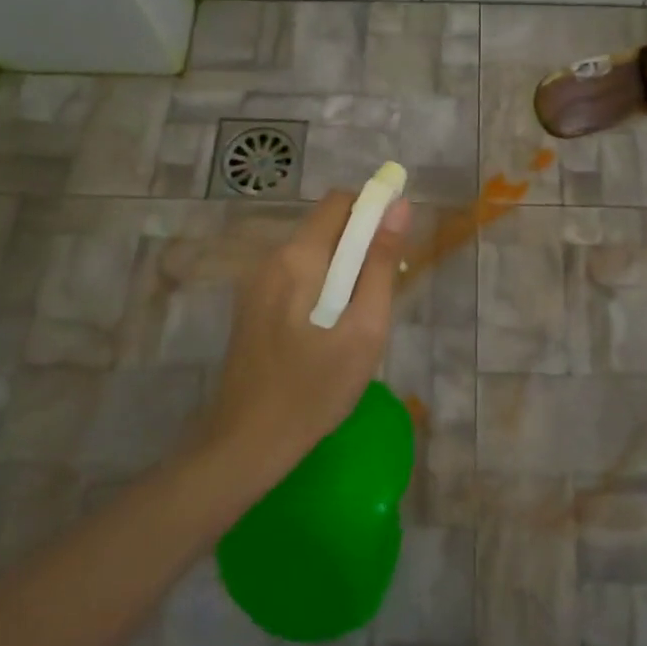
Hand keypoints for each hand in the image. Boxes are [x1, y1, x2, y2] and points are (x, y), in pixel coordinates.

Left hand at [195, 189, 411, 480]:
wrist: (247, 443)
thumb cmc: (315, 388)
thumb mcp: (364, 328)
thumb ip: (382, 264)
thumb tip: (399, 207)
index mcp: (298, 257)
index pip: (339, 202)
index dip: (373, 209)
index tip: (397, 243)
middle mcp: (271, 259)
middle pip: (325, 227)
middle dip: (360, 244)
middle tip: (382, 291)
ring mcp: (256, 284)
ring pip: (311, 254)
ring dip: (342, 269)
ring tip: (358, 319)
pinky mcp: (252, 307)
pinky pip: (295, 277)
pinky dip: (321, 286)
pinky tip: (329, 331)